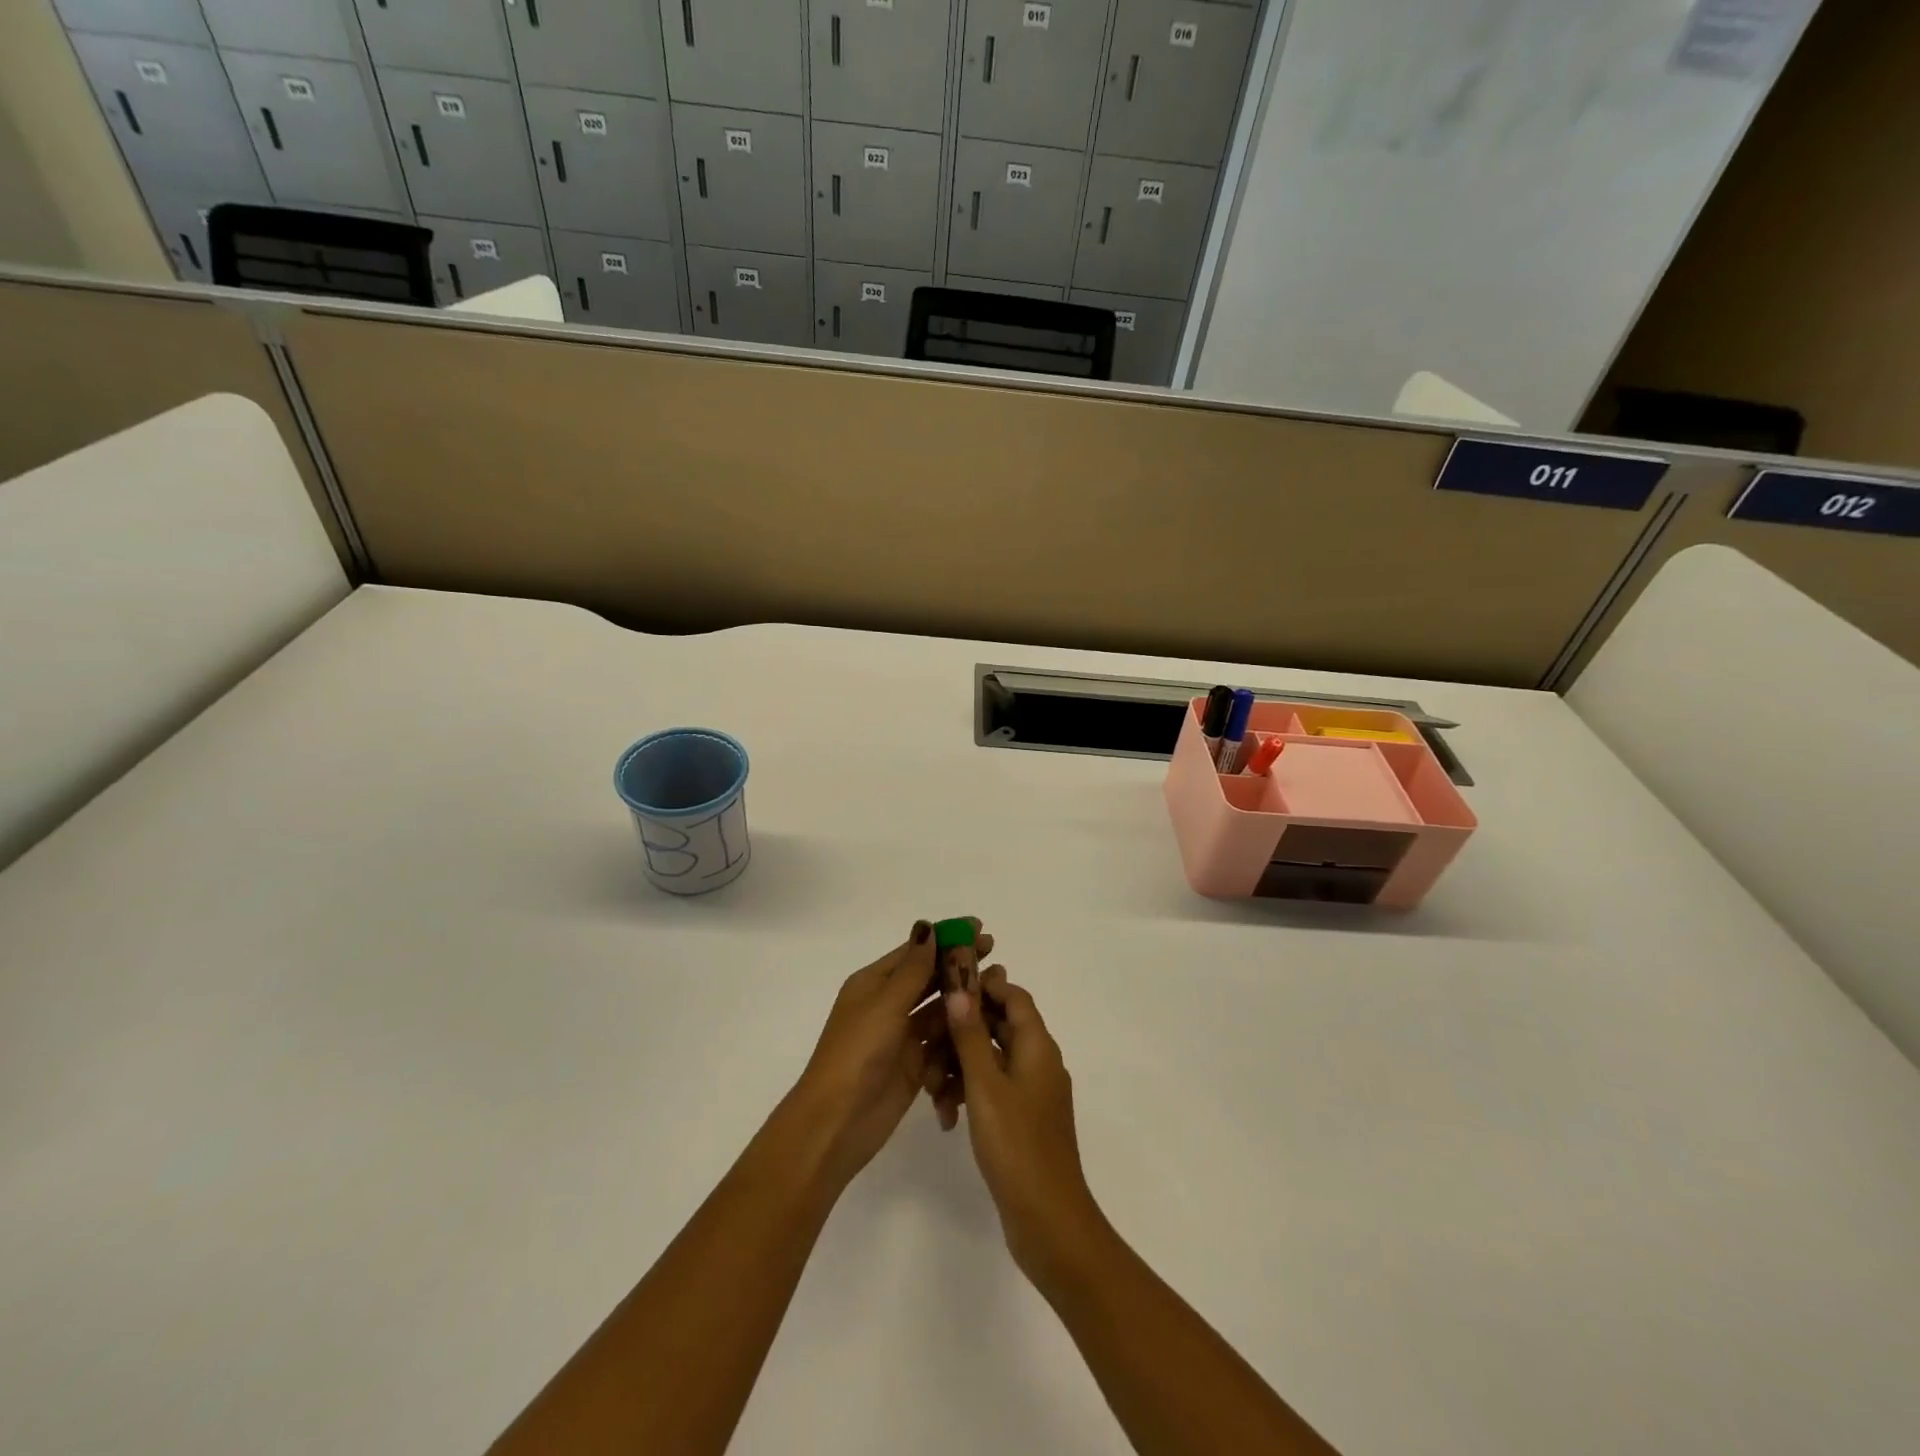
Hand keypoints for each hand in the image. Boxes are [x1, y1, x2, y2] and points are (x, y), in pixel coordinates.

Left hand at [791, 920, 993, 1187]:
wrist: (837, 1122)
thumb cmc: (857, 1053)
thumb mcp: (885, 1004)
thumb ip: (912, 969)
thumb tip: (928, 926)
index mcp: (873, 983)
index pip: (915, 952)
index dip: (945, 938)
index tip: (978, 927)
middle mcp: (887, 1005)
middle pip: (929, 978)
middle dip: (959, 966)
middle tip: (994, 952)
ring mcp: (901, 1036)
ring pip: (939, 1009)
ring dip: (963, 998)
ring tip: (998, 985)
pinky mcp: (914, 1065)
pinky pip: (942, 1041)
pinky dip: (959, 1032)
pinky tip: (985, 1023)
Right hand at [941, 966, 1103, 1283]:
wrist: (1048, 1220)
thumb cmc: (1017, 1146)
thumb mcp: (986, 1086)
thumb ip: (971, 1036)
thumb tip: (961, 989)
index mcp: (1037, 1046)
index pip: (1014, 996)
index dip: (984, 987)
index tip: (946, 990)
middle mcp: (1038, 1061)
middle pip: (998, 1026)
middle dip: (960, 1032)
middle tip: (925, 1043)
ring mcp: (1031, 1092)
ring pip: (989, 1060)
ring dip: (958, 1066)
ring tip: (931, 1091)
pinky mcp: (1021, 1118)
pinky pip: (991, 1089)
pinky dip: (968, 1094)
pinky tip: (944, 1117)